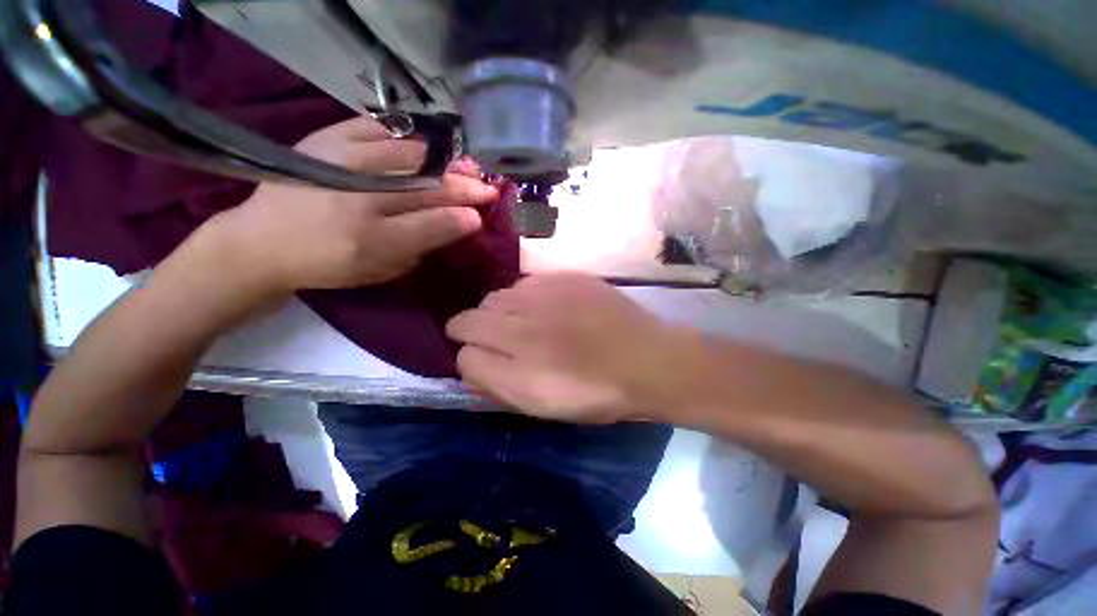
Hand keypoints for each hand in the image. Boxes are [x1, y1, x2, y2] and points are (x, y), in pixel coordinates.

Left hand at [210, 116, 497, 293]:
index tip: (483, 215)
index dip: (462, 219)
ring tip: (467, 164)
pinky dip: (408, 136)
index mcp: (371, 241)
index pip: (431, 225)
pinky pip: (377, 128)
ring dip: (445, 161)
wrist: (261, 241)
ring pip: (409, 155)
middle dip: (464, 188)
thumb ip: (420, 249)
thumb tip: (456, 226)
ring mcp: (340, 162)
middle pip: (426, 188)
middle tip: (488, 188)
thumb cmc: (328, 264)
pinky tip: (427, 145)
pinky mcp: (325, 139)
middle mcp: (357, 198)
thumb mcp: (380, 271)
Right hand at [446, 273, 685, 422]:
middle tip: (500, 341)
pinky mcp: (565, 277)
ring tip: (524, 323)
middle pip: (471, 315)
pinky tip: (548, 308)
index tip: (480, 359)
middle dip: (475, 329)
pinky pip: (526, 282)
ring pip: (496, 296)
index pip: (462, 351)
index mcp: (518, 366)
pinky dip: (526, 297)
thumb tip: (470, 363)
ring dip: (500, 311)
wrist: (648, 359)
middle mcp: (523, 324)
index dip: (467, 356)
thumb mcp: (543, 407)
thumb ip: (497, 385)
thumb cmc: (596, 393)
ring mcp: (544, 294)